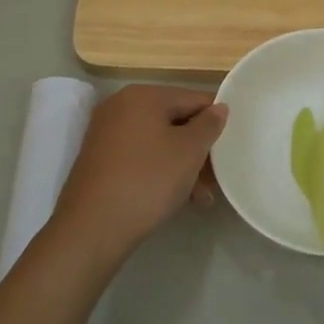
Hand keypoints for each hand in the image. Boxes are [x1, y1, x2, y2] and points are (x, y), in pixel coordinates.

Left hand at [53, 84, 227, 257]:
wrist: (93, 227)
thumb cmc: (148, 180)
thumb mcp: (189, 151)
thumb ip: (209, 124)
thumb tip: (219, 107)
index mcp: (143, 96)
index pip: (194, 98)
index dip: (217, 121)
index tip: (231, 147)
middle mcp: (121, 106)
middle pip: (175, 121)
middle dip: (199, 150)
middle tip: (216, 179)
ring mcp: (106, 133)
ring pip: (159, 142)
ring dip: (183, 166)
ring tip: (201, 198)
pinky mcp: (99, 159)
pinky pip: (140, 157)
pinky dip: (160, 171)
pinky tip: (176, 197)